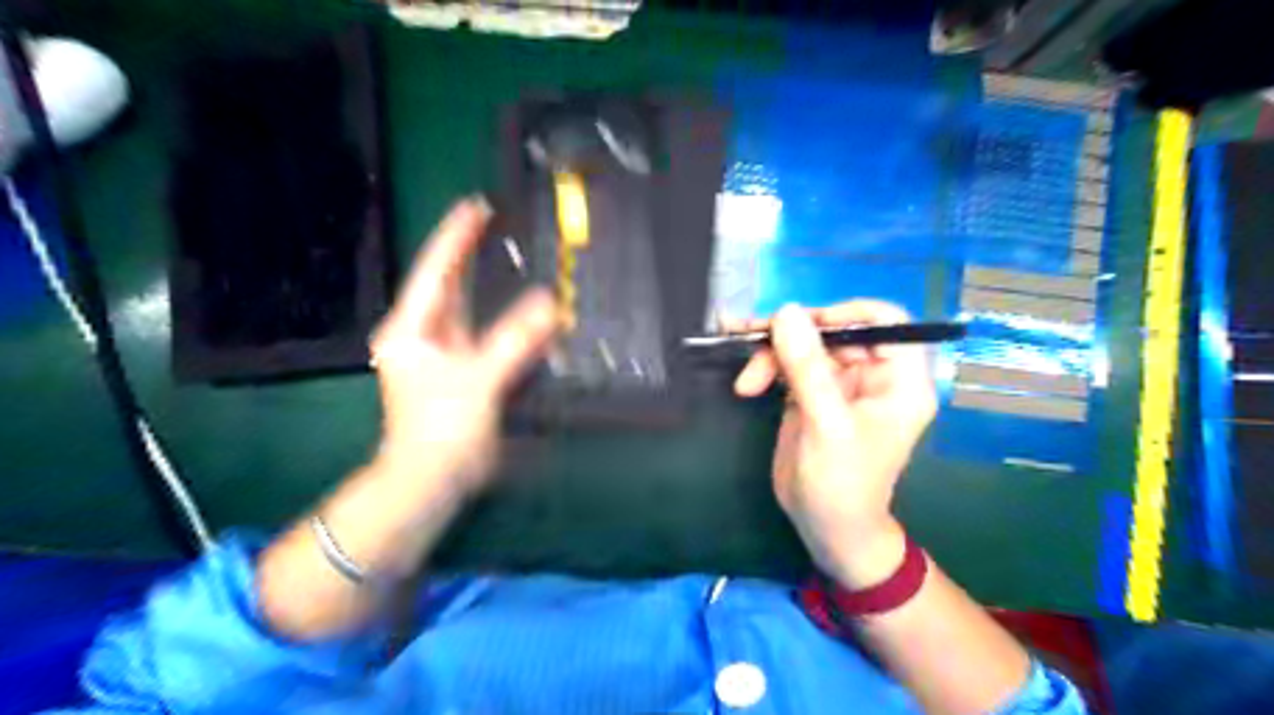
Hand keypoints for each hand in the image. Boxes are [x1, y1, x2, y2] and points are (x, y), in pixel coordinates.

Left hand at [368, 196, 557, 495]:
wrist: (430, 481)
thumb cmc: (439, 430)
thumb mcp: (477, 380)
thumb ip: (515, 341)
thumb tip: (551, 303)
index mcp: (413, 328)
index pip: (436, 270)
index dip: (455, 237)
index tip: (475, 206)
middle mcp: (424, 334)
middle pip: (450, 284)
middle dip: (471, 254)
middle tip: (496, 224)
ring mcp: (443, 354)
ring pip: (470, 309)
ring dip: (490, 285)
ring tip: (511, 257)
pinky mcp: (462, 371)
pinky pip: (486, 333)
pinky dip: (504, 319)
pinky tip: (524, 310)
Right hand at [736, 302, 933, 585]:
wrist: (825, 528)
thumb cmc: (842, 483)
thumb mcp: (827, 424)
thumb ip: (807, 368)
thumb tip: (786, 312)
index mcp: (899, 379)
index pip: (885, 321)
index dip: (846, 313)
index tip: (805, 323)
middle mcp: (872, 375)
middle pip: (834, 331)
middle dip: (792, 336)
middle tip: (754, 343)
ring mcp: (839, 384)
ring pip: (805, 345)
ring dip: (771, 354)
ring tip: (744, 381)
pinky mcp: (810, 394)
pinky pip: (789, 365)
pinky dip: (765, 366)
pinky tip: (744, 380)